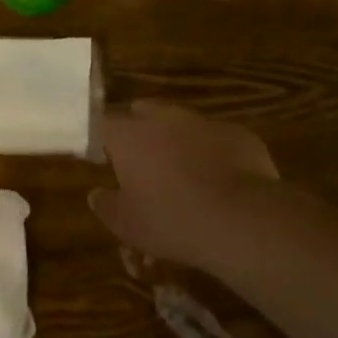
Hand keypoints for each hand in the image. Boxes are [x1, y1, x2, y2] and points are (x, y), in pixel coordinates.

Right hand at [94, 101, 287, 271]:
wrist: (241, 220)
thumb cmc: (171, 221)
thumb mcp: (127, 224)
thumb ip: (106, 205)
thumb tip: (95, 194)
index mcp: (130, 135)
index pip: (105, 124)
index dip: (104, 140)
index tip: (106, 160)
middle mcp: (164, 118)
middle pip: (144, 112)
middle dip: (140, 132)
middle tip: (143, 163)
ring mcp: (204, 122)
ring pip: (183, 124)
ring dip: (178, 141)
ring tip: (184, 176)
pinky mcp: (239, 134)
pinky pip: (217, 139)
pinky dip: (213, 154)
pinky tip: (220, 183)